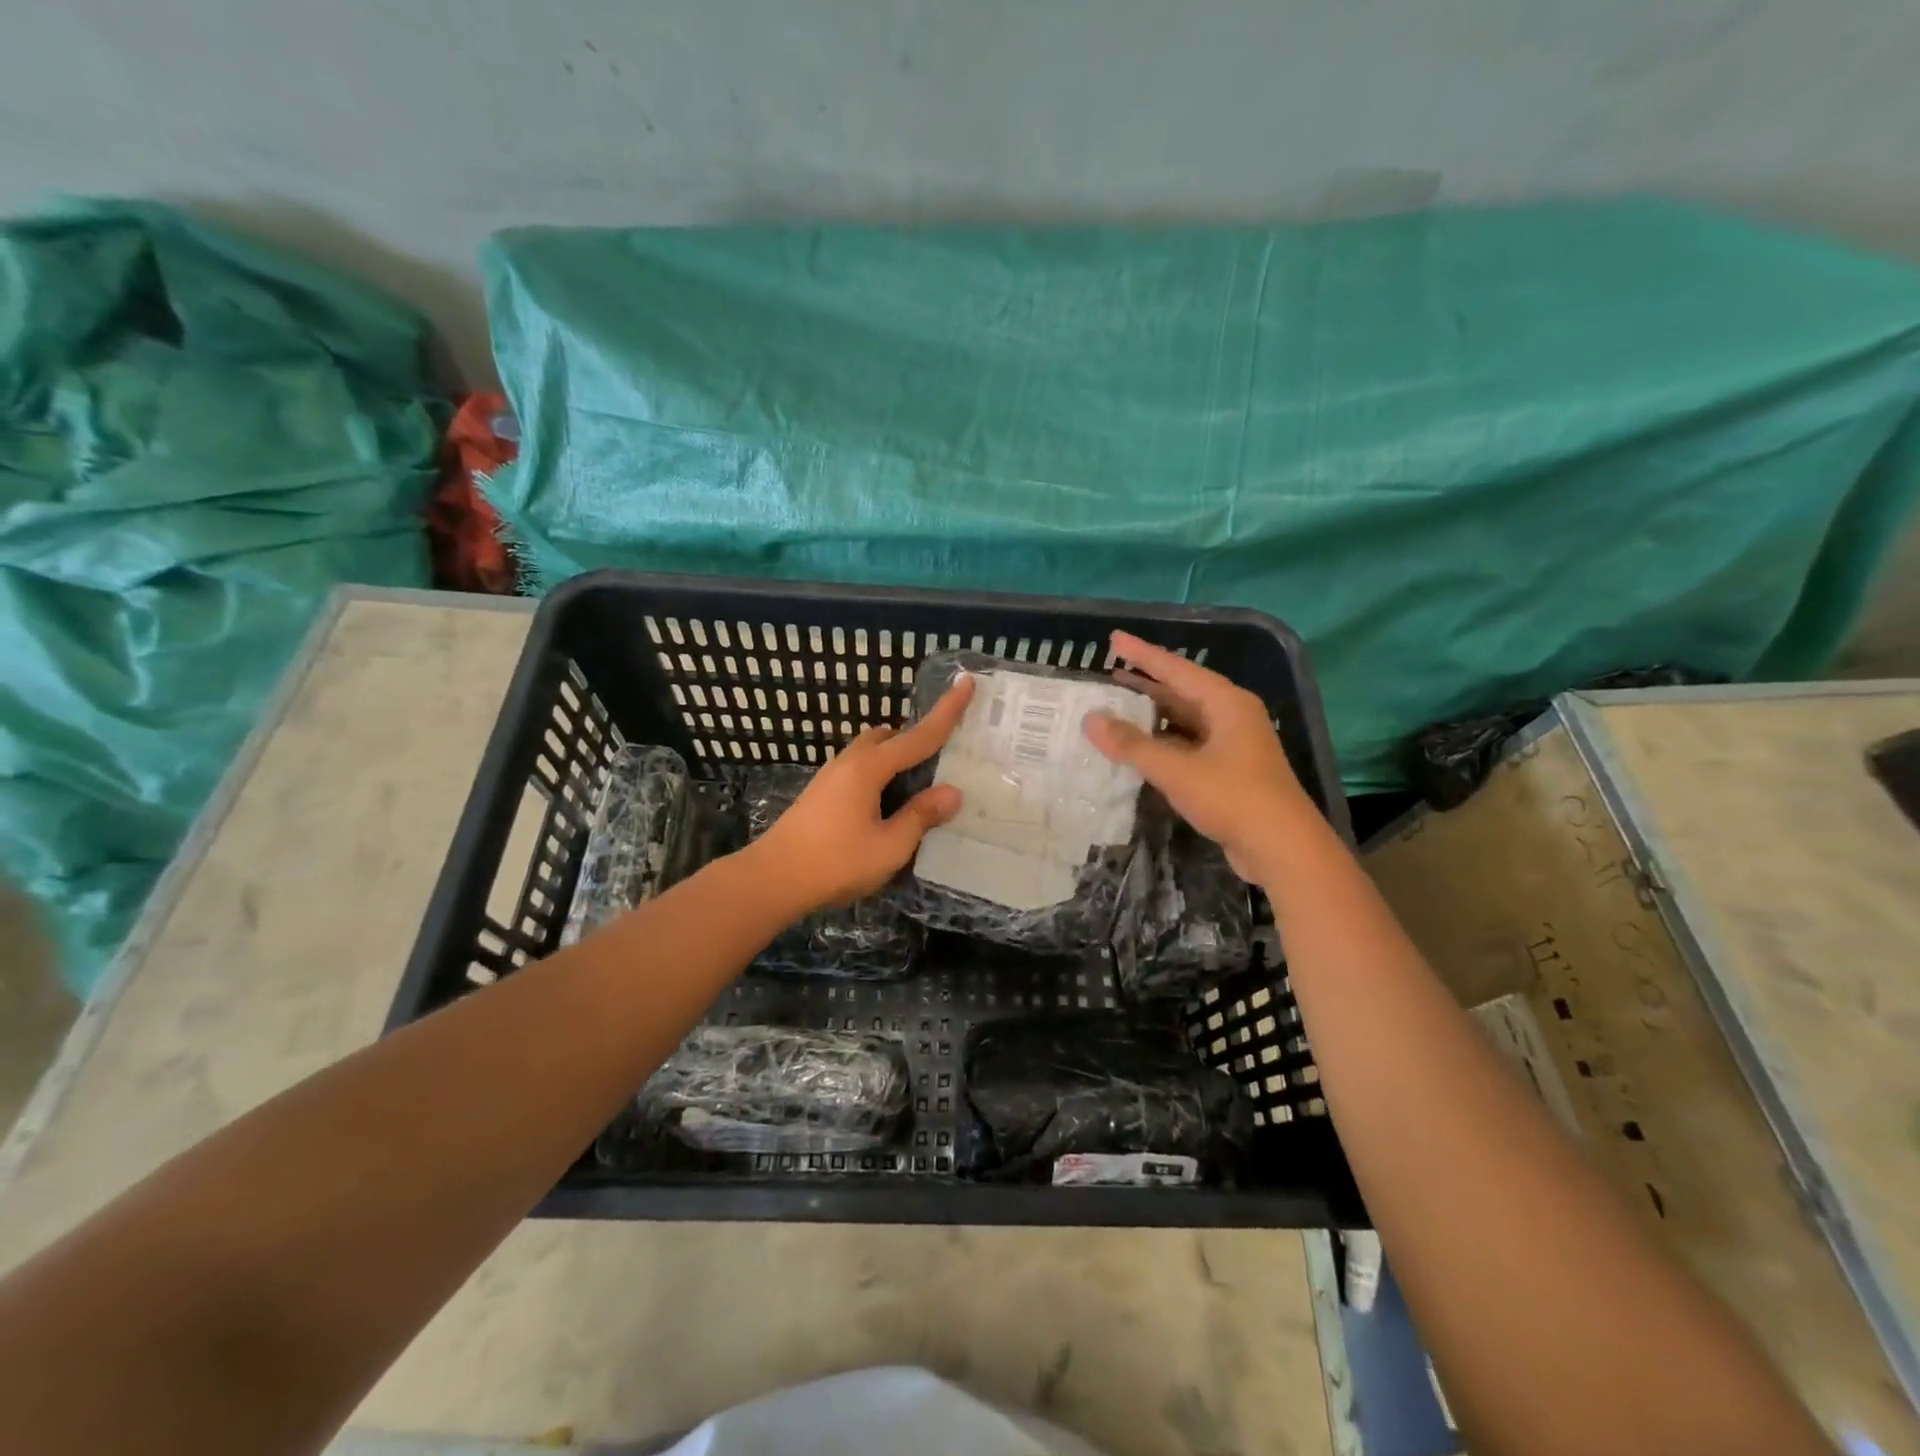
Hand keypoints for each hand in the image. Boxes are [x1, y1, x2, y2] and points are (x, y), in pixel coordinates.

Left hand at [750, 675, 976, 910]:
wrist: (771, 879)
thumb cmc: (835, 863)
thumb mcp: (890, 846)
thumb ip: (921, 816)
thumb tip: (952, 792)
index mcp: (870, 768)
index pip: (919, 735)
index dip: (947, 711)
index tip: (967, 682)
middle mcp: (849, 762)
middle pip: (889, 737)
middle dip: (916, 740)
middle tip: (941, 761)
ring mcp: (830, 776)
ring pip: (870, 752)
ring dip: (896, 759)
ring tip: (917, 789)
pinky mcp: (821, 793)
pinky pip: (859, 769)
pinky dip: (880, 774)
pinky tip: (886, 805)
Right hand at [1082, 631, 1318, 881]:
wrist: (1283, 848)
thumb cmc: (1233, 798)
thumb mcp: (1177, 770)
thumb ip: (1132, 745)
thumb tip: (1091, 720)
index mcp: (1226, 703)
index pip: (1177, 669)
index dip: (1142, 654)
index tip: (1114, 640)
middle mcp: (1232, 716)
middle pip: (1182, 691)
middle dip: (1146, 682)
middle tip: (1111, 672)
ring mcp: (1233, 744)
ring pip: (1185, 720)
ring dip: (1153, 714)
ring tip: (1118, 706)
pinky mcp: (1230, 771)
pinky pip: (1189, 744)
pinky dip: (1163, 742)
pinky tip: (1141, 747)